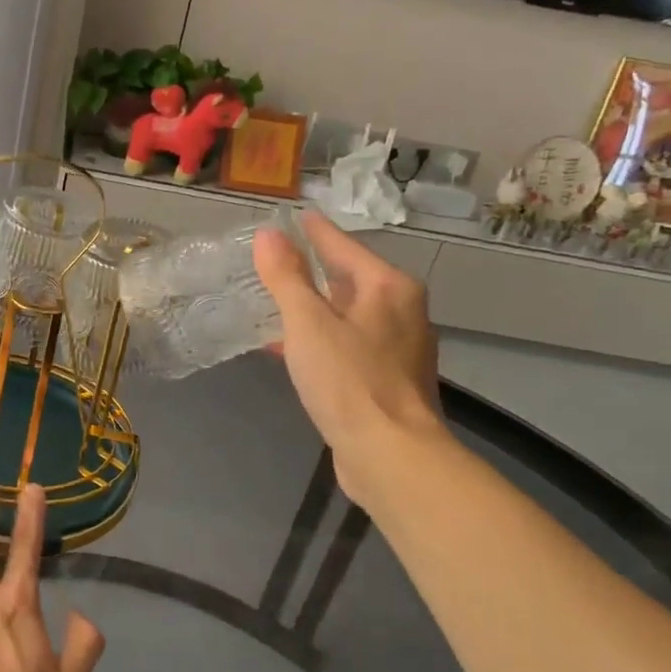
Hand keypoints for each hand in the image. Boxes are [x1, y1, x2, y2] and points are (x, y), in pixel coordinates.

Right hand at [253, 211, 446, 504]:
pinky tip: (294, 351)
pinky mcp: (390, 381)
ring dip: (316, 309)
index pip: (344, 247)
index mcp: (388, 288)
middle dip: (316, 272)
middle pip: (351, 280)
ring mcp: (400, 348)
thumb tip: (268, 235)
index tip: (297, 217)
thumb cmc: (349, 381)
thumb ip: (286, 277)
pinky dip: (323, 340)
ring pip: (350, 316)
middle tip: (280, 262)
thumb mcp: (307, 323)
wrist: (391, 454)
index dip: (316, 232)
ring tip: (279, 305)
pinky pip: (350, 345)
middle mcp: (402, 311)